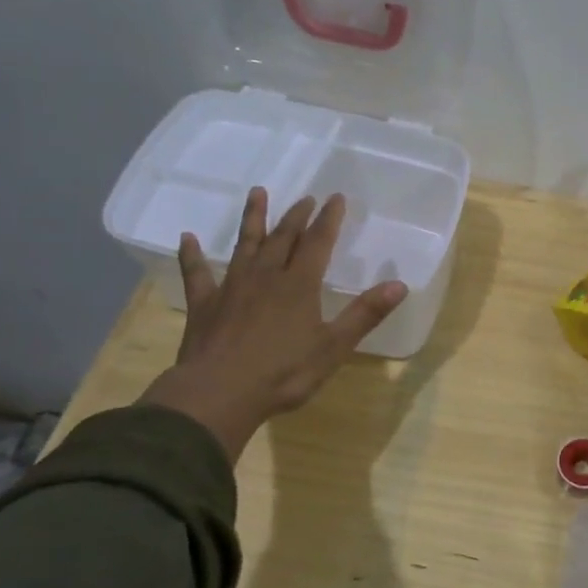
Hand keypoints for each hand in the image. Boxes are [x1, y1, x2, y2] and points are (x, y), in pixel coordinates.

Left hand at [139, 189, 407, 460]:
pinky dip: (192, 255)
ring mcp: (231, 287)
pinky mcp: (204, 304)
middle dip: (297, 216)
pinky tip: (187, 238)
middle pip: (283, 238)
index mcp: (299, 285)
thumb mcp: (333, 347)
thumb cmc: (283, 373)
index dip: (328, 219)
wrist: (218, 394)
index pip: (318, 243)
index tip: (336, 197)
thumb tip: (400, 285)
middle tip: (306, 198)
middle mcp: (265, 276)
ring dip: (253, 219)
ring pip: (244, 245)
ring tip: (257, 193)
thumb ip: (365, 314)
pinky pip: (196, 273)